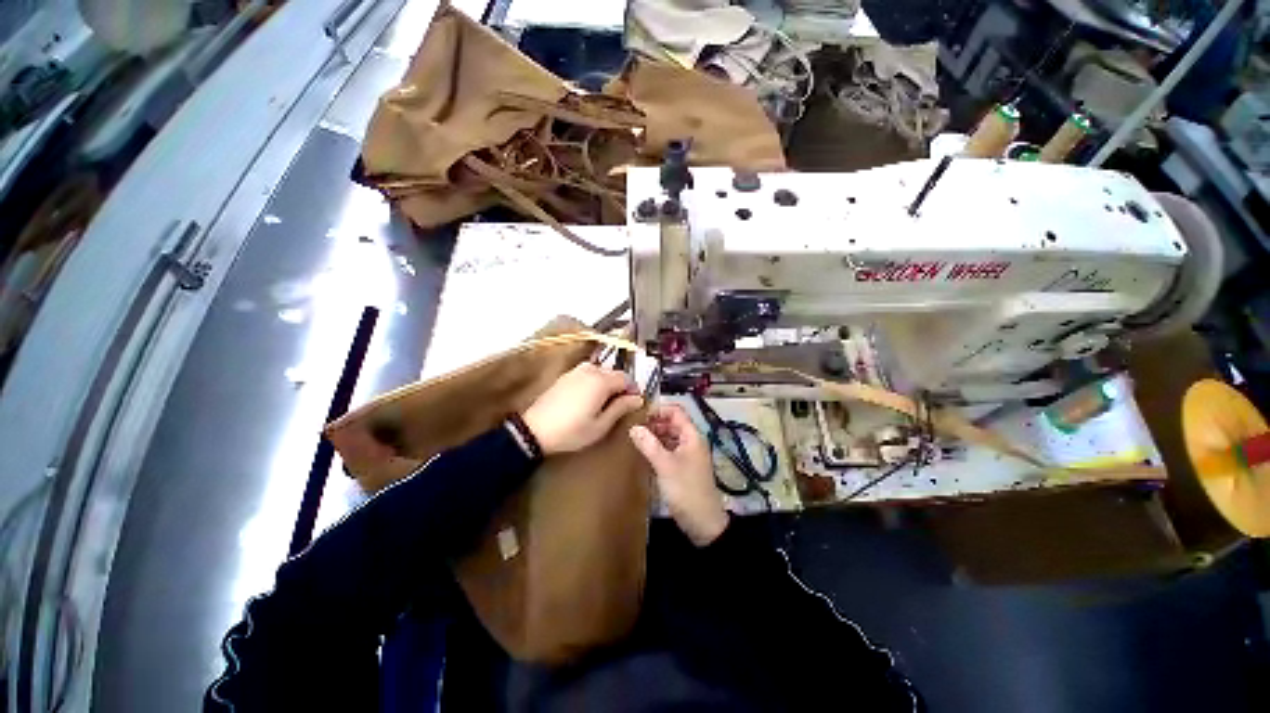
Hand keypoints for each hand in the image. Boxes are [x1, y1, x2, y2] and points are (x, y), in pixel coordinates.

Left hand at [523, 363, 643, 455]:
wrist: (534, 430)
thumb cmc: (572, 431)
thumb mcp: (601, 425)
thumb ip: (621, 408)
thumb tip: (638, 399)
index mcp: (601, 380)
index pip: (626, 378)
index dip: (633, 390)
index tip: (632, 404)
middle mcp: (590, 370)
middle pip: (614, 373)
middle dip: (620, 387)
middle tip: (618, 407)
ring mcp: (576, 371)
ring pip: (601, 372)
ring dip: (607, 384)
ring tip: (603, 404)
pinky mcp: (565, 376)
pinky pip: (588, 374)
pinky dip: (594, 382)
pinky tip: (588, 399)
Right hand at [629, 404, 727, 546]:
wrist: (703, 522)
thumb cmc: (686, 489)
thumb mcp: (665, 465)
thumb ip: (649, 444)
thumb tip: (633, 427)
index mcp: (692, 436)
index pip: (676, 411)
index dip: (659, 409)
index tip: (639, 415)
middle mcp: (691, 441)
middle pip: (672, 423)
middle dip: (654, 422)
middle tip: (634, 427)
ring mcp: (688, 455)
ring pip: (670, 437)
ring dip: (655, 435)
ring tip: (636, 439)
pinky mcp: (683, 467)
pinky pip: (669, 450)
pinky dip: (657, 448)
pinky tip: (644, 453)